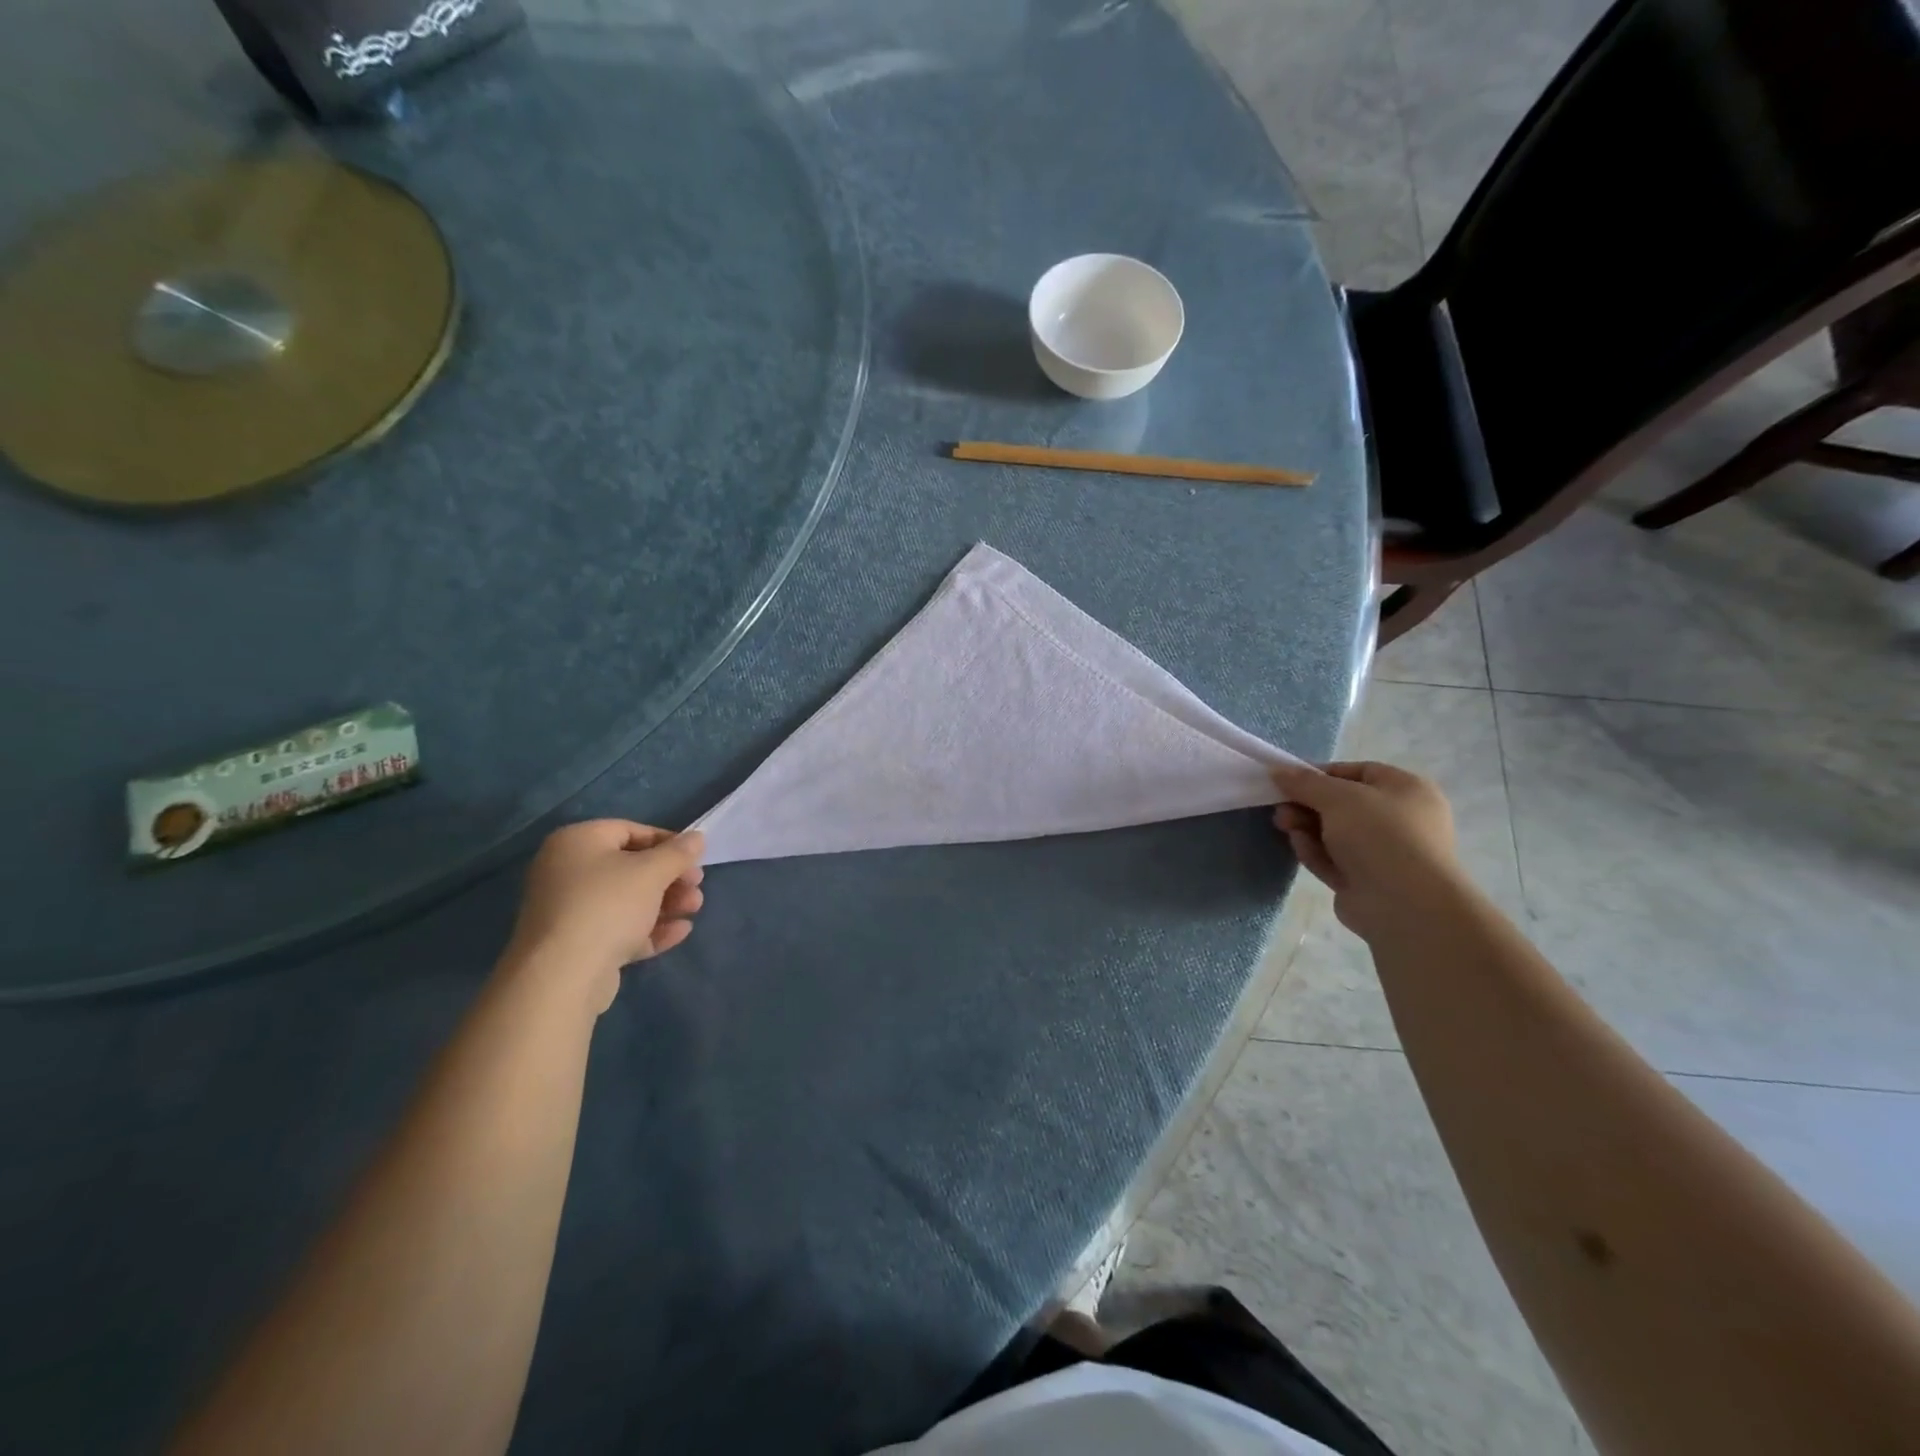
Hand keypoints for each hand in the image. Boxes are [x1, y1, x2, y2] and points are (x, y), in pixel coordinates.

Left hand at [505, 821, 705, 1011]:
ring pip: (627, 901)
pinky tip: (681, 931)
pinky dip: (649, 928)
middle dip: (670, 878)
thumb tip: (697, 837)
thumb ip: (678, 853)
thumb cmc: (608, 905)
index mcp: (577, 842)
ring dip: (666, 903)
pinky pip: (619, 928)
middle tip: (697, 886)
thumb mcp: (651, 872)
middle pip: (630, 868)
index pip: (630, 831)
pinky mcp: (578, 945)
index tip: (696, 858)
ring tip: (694, 909)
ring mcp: (570, 911)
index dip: (668, 842)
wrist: (562, 976)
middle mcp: (567, 871)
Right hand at [1272, 761, 1463, 940]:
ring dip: (1306, 827)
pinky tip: (1298, 847)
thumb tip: (1277, 770)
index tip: (1288, 780)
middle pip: (1342, 805)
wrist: (1406, 905)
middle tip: (1280, 807)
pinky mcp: (1366, 881)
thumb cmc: (1380, 835)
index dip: (1320, 774)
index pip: (1357, 772)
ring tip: (1283, 825)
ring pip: (1334, 833)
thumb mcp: (1338, 797)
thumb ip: (1304, 782)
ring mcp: (1384, 853)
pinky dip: (1315, 851)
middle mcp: (1400, 819)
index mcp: (1407, 790)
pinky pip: (1334, 859)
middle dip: (1307, 804)